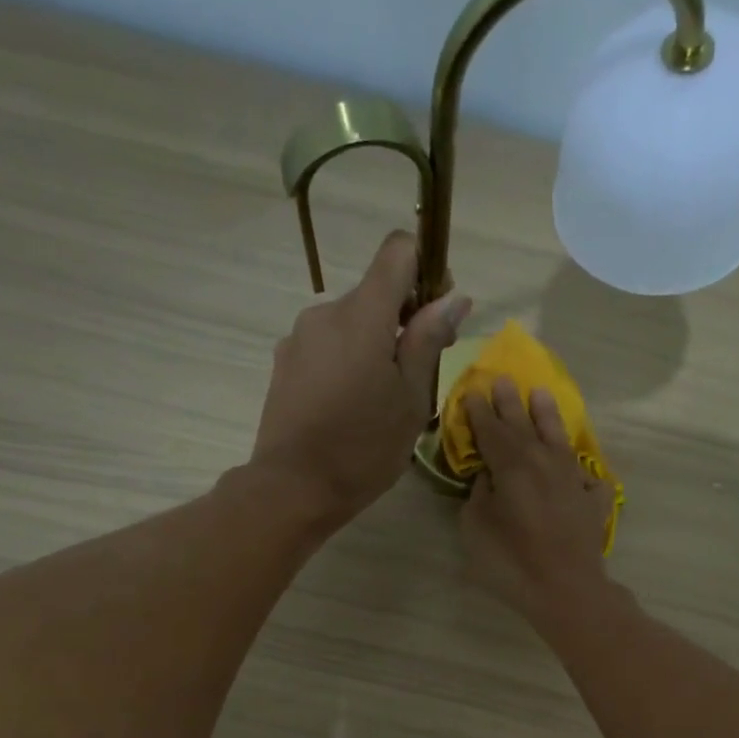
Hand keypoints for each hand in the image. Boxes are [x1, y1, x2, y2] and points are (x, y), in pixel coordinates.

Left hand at [251, 231, 470, 521]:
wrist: (294, 487)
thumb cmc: (364, 447)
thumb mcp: (411, 398)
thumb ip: (429, 341)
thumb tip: (454, 297)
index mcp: (362, 314)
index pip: (398, 250)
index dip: (426, 269)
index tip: (437, 313)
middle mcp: (325, 312)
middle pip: (375, 293)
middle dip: (403, 320)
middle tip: (419, 374)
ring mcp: (299, 338)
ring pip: (351, 324)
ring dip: (374, 345)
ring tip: (382, 399)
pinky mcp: (285, 363)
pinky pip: (327, 347)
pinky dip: (347, 362)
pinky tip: (351, 407)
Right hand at [461, 378, 616, 624]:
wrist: (566, 589)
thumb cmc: (511, 560)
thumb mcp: (476, 527)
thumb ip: (480, 494)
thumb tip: (489, 476)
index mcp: (511, 465)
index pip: (491, 430)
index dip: (480, 412)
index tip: (473, 392)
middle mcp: (544, 462)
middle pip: (524, 425)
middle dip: (511, 403)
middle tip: (503, 380)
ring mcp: (573, 479)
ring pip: (559, 439)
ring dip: (548, 417)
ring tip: (542, 395)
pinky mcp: (593, 501)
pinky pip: (587, 479)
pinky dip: (582, 472)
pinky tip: (580, 473)